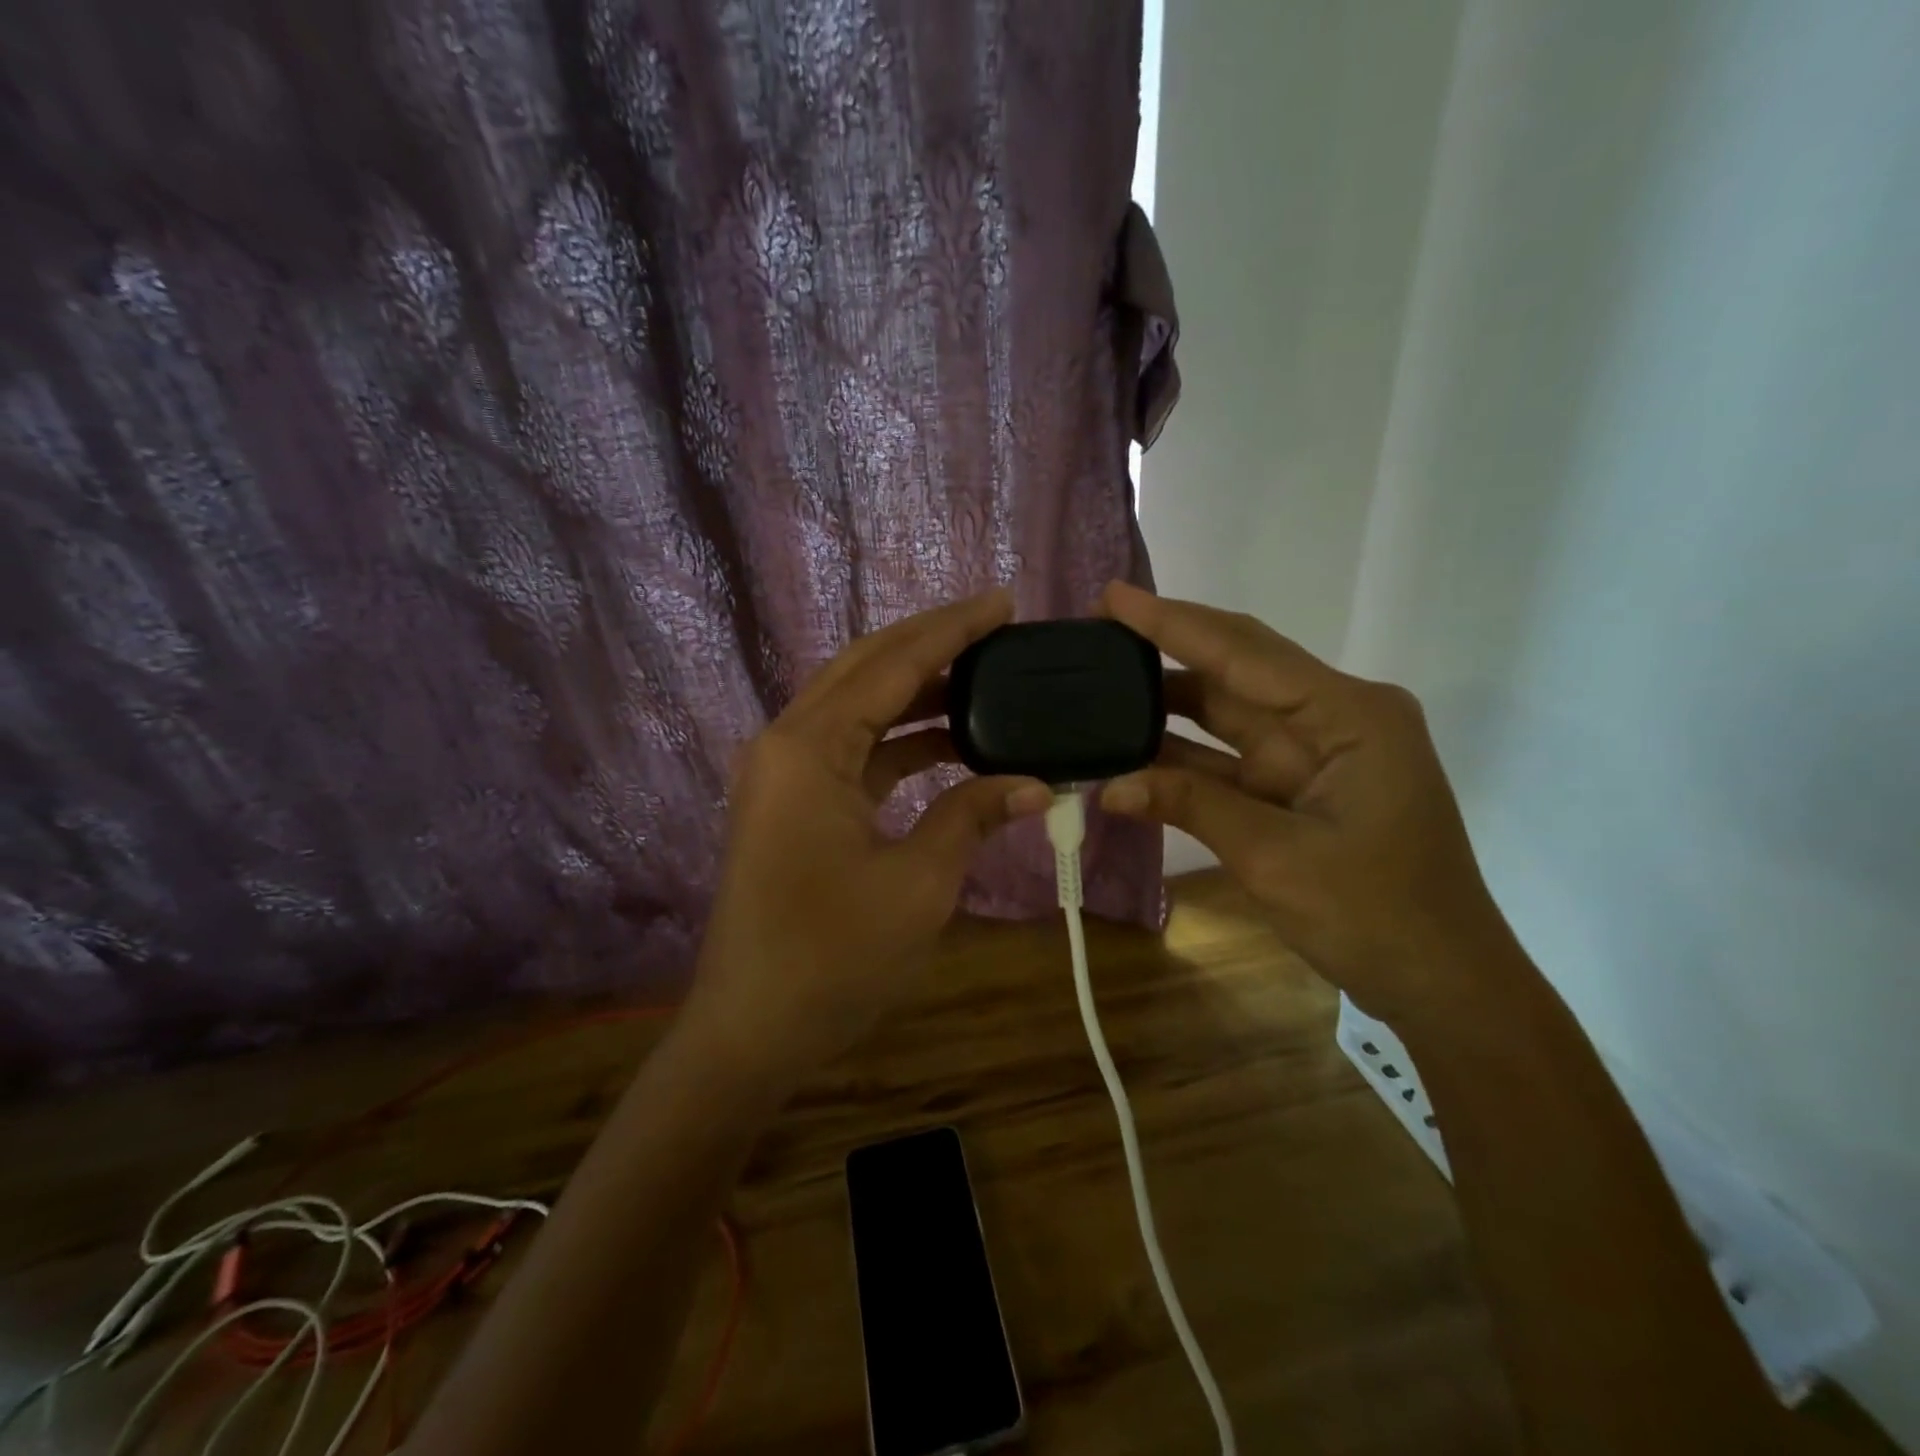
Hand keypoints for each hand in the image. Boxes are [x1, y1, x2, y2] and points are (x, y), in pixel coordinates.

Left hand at [682, 590, 1052, 1089]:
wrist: (751, 1031)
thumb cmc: (833, 958)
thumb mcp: (919, 884)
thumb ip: (972, 817)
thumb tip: (1034, 784)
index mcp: (809, 747)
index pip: (892, 664)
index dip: (953, 630)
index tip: (1004, 603)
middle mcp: (787, 742)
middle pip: (867, 669)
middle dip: (932, 644)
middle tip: (997, 628)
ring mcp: (784, 773)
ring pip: (858, 707)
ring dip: (919, 693)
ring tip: (987, 681)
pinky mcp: (792, 803)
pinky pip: (853, 750)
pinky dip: (901, 742)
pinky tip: (951, 744)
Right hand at [1096, 582, 1523, 1029]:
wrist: (1441, 983)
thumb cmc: (1376, 915)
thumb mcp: (1276, 856)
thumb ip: (1192, 804)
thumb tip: (1110, 785)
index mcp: (1348, 715)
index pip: (1244, 653)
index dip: (1172, 623)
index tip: (1113, 596)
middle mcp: (1333, 718)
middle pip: (1236, 669)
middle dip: (1167, 647)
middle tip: (1097, 629)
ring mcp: (1314, 753)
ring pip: (1227, 712)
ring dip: (1167, 703)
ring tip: (1100, 681)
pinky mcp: (1298, 786)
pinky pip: (1229, 758)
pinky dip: (1182, 756)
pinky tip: (1130, 748)